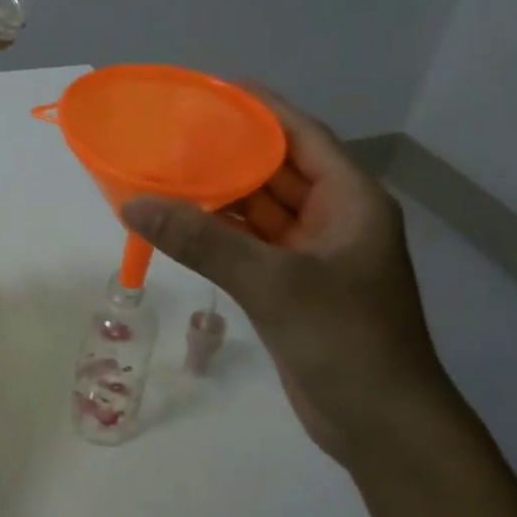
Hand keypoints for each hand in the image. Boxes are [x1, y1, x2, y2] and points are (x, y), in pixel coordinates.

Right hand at [120, 87, 475, 473]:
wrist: (381, 426)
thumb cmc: (346, 341)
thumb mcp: (274, 283)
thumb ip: (203, 241)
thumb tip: (135, 205)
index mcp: (350, 200)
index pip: (301, 135)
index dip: (259, 109)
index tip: (209, 90)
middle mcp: (334, 219)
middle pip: (276, 170)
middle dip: (227, 152)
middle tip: (170, 134)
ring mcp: (314, 256)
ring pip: (259, 211)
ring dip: (218, 197)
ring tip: (164, 173)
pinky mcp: (294, 288)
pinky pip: (251, 247)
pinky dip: (219, 236)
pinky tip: (180, 226)